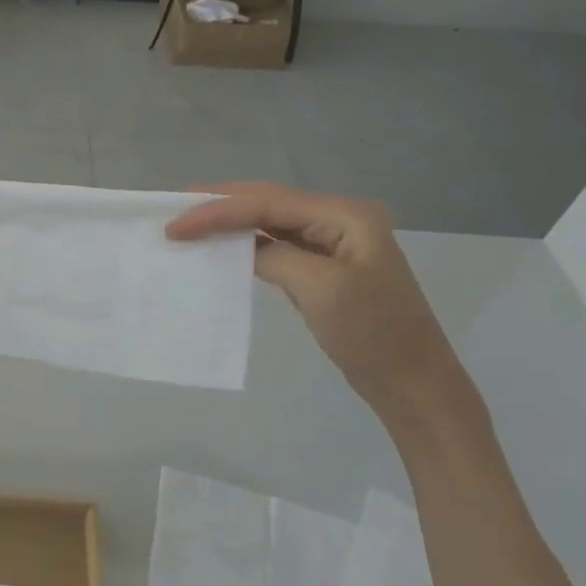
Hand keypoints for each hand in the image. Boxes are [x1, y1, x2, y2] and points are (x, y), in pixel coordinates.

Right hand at [166, 182, 475, 427]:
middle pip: (267, 202)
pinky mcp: (323, 267)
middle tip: (173, 210)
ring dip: (229, 222)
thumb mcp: (321, 289)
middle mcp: (340, 219)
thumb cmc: (372, 334)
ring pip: (268, 221)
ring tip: (188, 223)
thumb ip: (275, 255)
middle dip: (219, 205)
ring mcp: (332, 243)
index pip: (268, 203)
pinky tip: (221, 247)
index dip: (217, 211)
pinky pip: (275, 245)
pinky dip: (245, 244)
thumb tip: (240, 248)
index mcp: (346, 216)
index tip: (174, 226)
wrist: (413, 383)